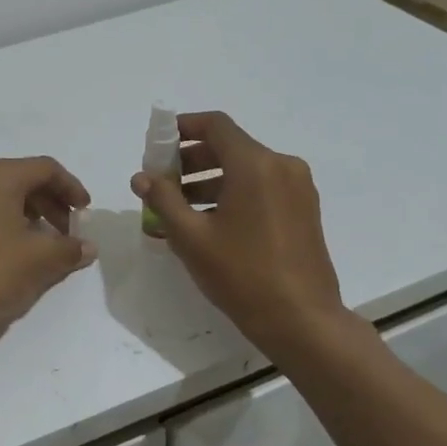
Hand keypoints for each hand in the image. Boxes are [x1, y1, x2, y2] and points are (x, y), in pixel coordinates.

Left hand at [0, 157, 94, 355]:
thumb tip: (88, 247)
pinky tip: (18, 251)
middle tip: (69, 231)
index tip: (86, 212)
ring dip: (31, 214)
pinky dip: (8, 223)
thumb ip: (70, 248)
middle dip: (52, 202)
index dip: (72, 187)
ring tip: (47, 243)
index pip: (45, 168)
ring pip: (3, 196)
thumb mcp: (40, 260)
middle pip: (24, 179)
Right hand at [130, 112, 355, 358]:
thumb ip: (163, 200)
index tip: (158, 145)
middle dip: (191, 160)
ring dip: (210, 180)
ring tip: (179, 208)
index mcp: (255, 165)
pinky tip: (210, 223)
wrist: (302, 320)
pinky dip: (233, 194)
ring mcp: (297, 188)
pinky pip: (262, 188)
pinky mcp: (304, 210)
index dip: (183, 128)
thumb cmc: (242, 275)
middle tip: (162, 182)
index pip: (216, 125)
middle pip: (230, 147)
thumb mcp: (191, 238)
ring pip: (246, 169)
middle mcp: (281, 166)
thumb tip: (142, 177)